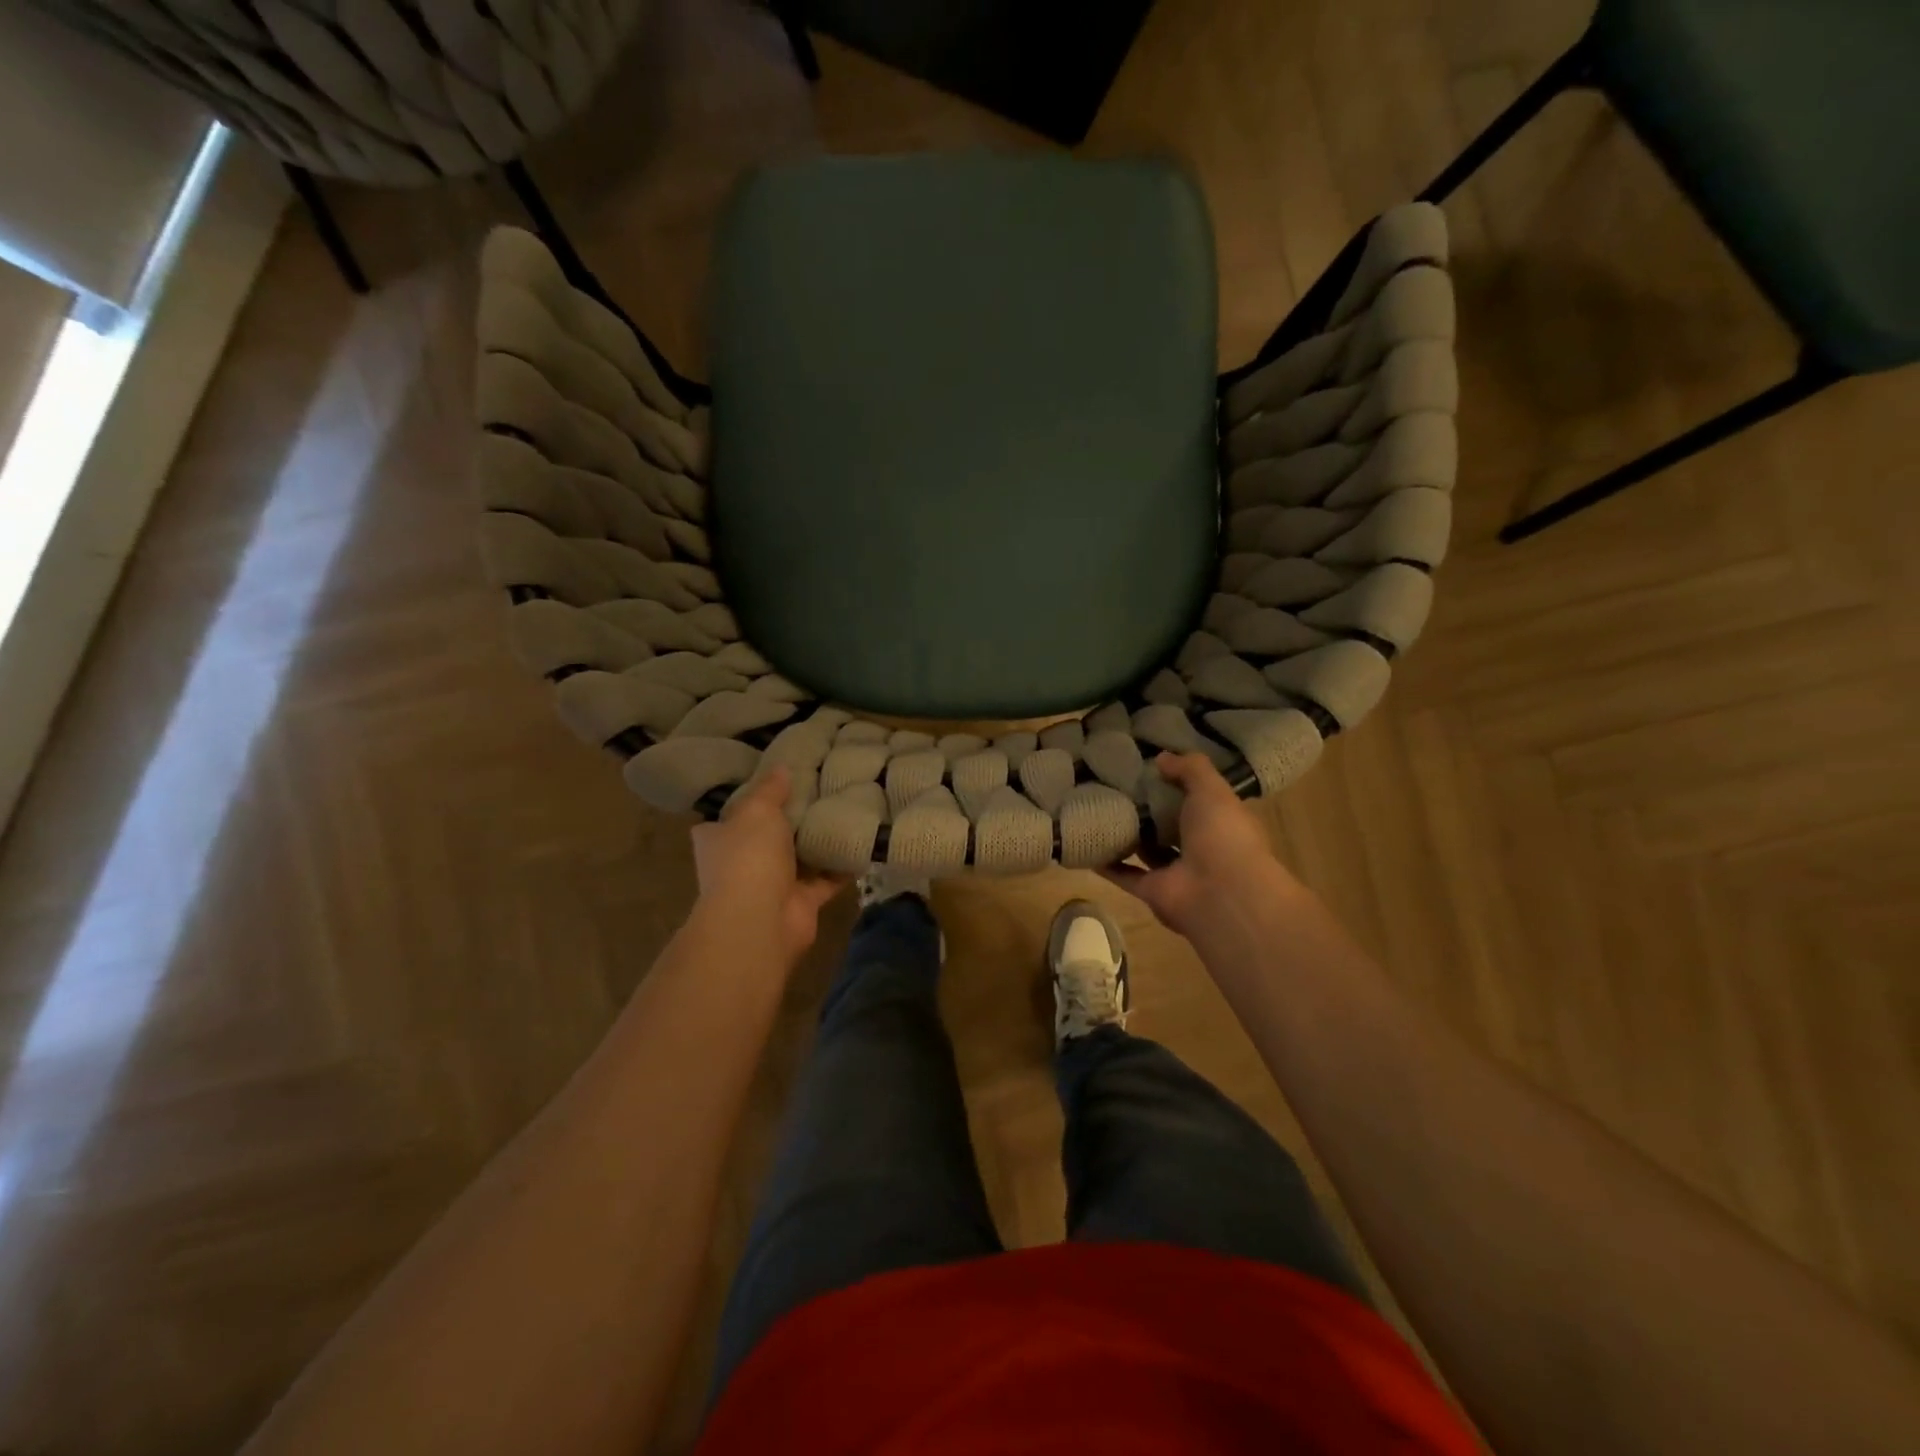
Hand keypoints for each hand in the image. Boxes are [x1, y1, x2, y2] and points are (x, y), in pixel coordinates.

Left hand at [691, 768, 844, 962]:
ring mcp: (771, 885)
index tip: (774, 783)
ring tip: (845, 811)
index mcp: (719, 838)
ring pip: (798, 858)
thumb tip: (781, 768)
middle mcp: (740, 862)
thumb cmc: (749, 857)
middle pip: (766, 836)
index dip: (748, 799)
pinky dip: (842, 867)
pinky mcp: (801, 903)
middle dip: (790, 820)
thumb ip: (770, 789)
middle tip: (819, 791)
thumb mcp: (757, 810)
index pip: (728, 815)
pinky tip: (862, 843)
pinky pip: (826, 880)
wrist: (760, 920)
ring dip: (817, 843)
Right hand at [1103, 753, 1305, 952]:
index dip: (1179, 784)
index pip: (1200, 800)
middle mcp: (1200, 848)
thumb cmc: (1223, 834)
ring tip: (1099, 810)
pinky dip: (1107, 863)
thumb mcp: (1211, 789)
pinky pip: (1125, 874)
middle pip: (1171, 826)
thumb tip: (1161, 758)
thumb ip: (1189, 769)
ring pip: (1148, 850)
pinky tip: (1087, 844)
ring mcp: (1176, 872)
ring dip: (1128, 835)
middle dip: (1149, 809)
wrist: (1222, 893)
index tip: (1151, 768)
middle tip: (1117, 785)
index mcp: (1221, 822)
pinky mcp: (1152, 891)